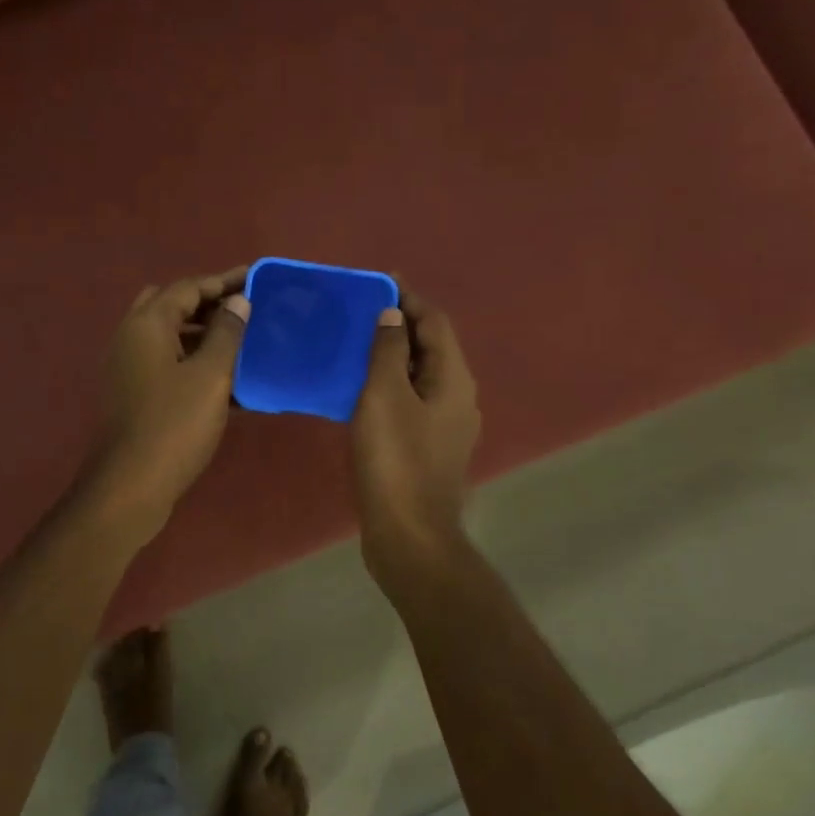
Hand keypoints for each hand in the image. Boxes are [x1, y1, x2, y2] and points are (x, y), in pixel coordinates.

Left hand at [85, 267, 249, 539]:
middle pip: (173, 307)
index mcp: (147, 325)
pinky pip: (169, 367)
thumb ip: (226, 333)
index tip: (257, 279)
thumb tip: (238, 301)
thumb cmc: (174, 425)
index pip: (188, 287)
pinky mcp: (135, 396)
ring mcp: (129, 369)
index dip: (224, 281)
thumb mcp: (209, 376)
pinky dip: (195, 364)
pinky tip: (228, 381)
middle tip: (245, 309)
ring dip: (204, 336)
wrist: (131, 486)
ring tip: (244, 342)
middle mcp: (131, 339)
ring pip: (170, 338)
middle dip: (209, 304)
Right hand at [351, 288, 480, 583]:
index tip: (377, 281)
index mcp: (454, 378)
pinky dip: (390, 387)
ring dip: (393, 356)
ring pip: (421, 376)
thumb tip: (392, 316)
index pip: (435, 321)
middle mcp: (459, 396)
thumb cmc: (395, 460)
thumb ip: (389, 351)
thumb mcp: (385, 396)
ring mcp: (447, 425)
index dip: (408, 298)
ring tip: (355, 345)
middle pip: (431, 347)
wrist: (409, 534)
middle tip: (359, 313)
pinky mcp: (430, 448)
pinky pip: (412, 402)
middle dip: (399, 325)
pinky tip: (360, 391)